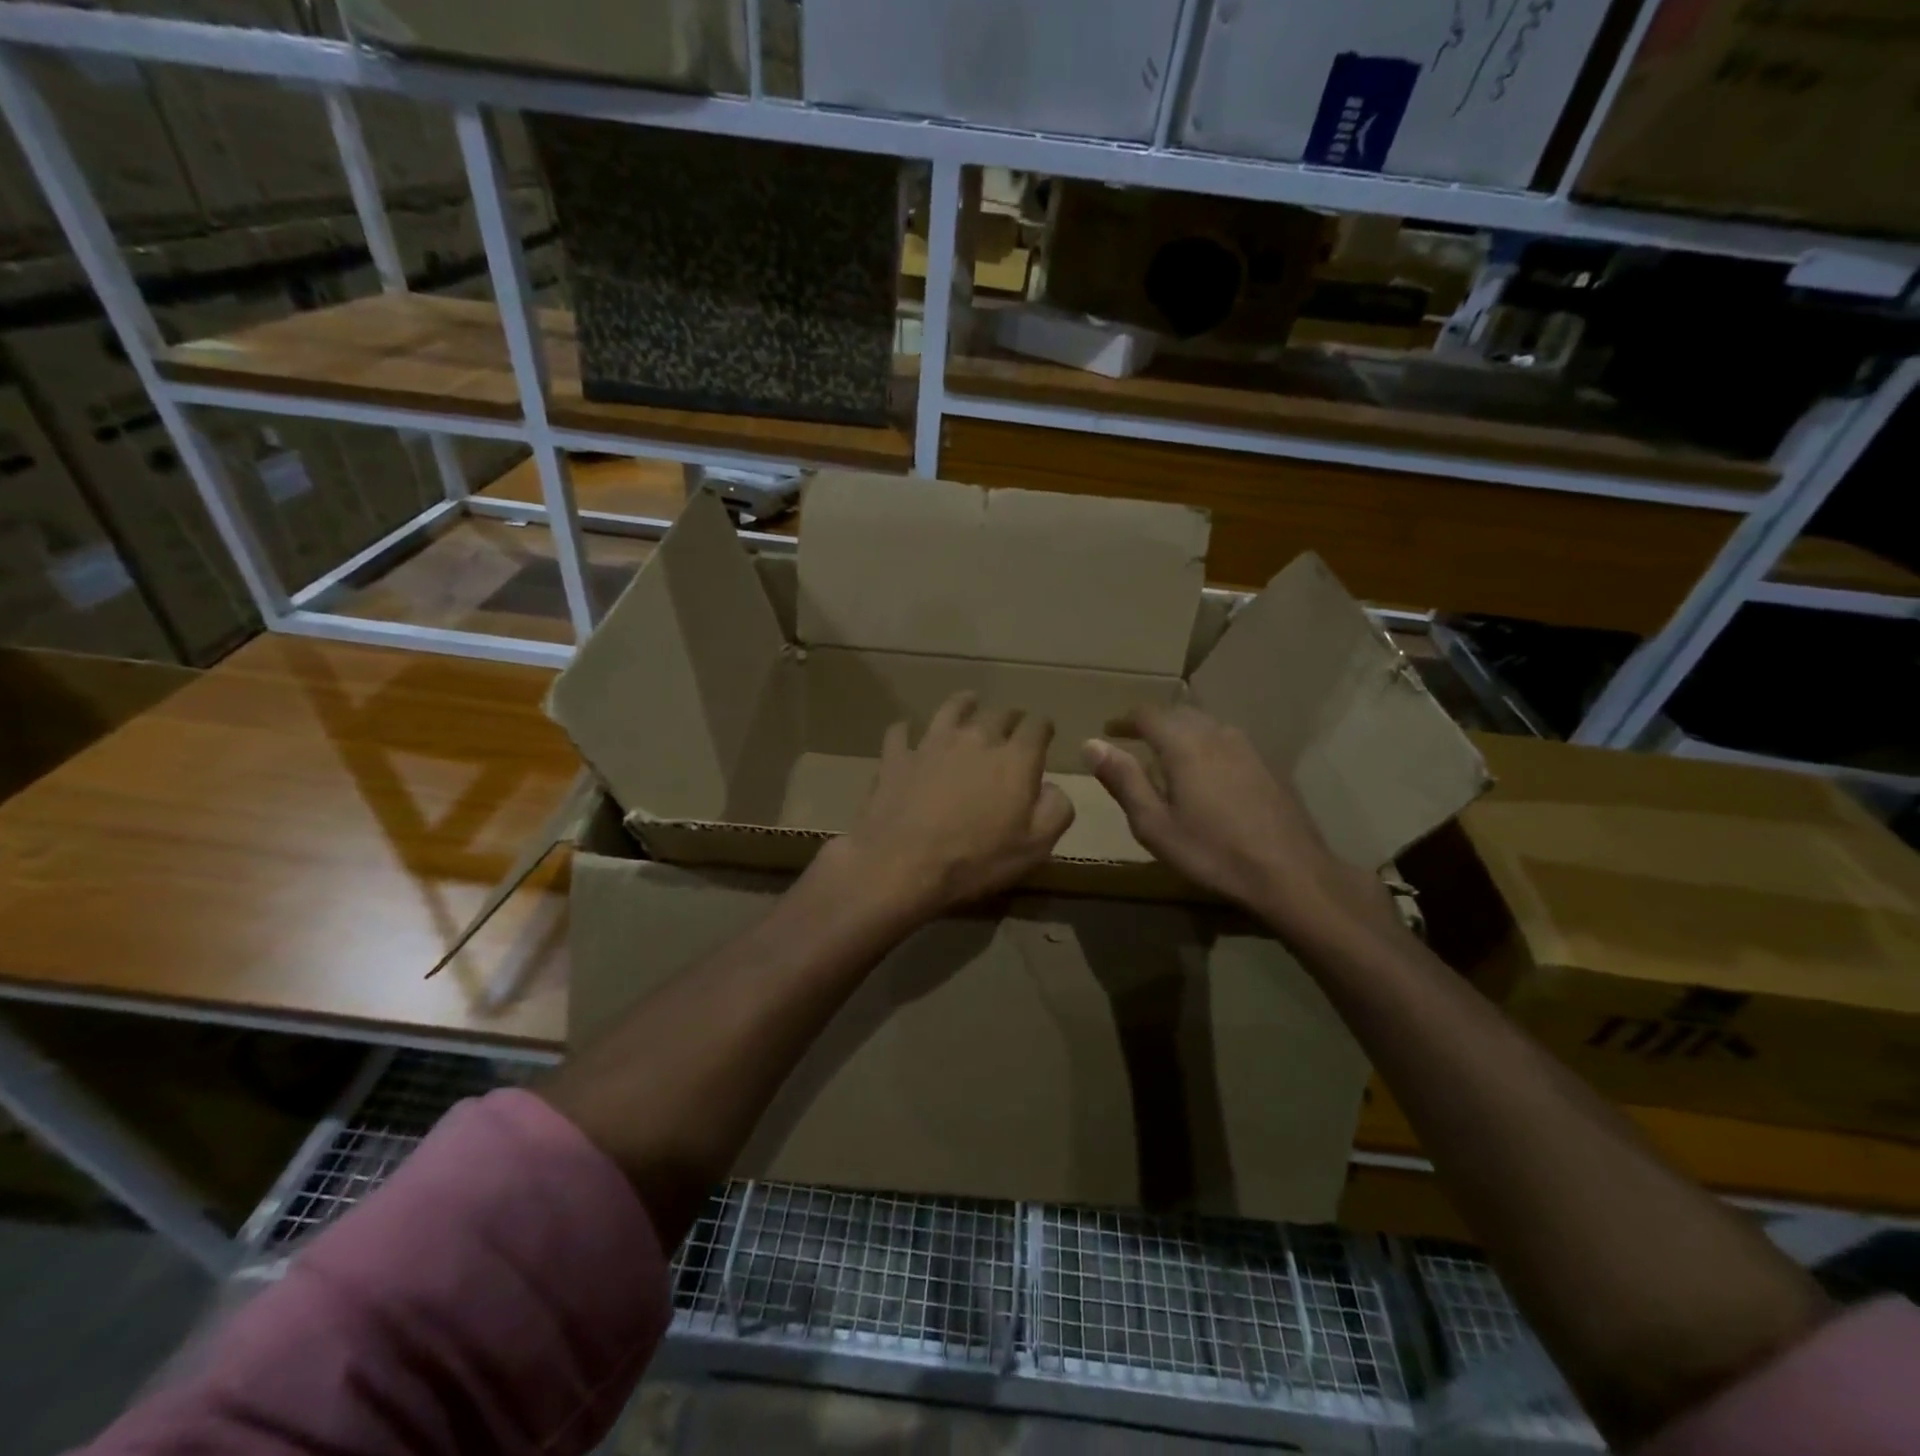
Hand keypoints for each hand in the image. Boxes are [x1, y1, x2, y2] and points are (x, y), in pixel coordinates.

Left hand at [820, 691, 1074, 921]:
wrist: (902, 864)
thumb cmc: (976, 859)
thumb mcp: (1035, 847)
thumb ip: (1055, 810)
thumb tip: (1052, 787)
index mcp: (1015, 759)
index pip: (1037, 726)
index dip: (1043, 728)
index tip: (1044, 734)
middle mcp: (976, 739)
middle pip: (998, 713)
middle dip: (1009, 717)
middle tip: (1010, 726)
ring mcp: (932, 743)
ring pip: (951, 709)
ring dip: (964, 704)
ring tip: (968, 703)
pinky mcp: (897, 756)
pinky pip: (901, 732)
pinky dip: (907, 730)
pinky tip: (908, 734)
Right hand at [1083, 703, 1397, 942]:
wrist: (1290, 872)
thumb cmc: (1212, 852)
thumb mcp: (1154, 824)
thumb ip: (1123, 780)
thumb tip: (1091, 744)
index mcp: (1184, 744)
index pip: (1147, 713)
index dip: (1124, 719)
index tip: (1109, 730)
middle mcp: (1216, 733)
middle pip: (1177, 713)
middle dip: (1152, 723)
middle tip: (1133, 742)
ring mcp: (1247, 746)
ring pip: (1205, 724)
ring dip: (1180, 733)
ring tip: (1166, 757)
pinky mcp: (1267, 763)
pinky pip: (1226, 740)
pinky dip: (1205, 745)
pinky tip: (1206, 773)